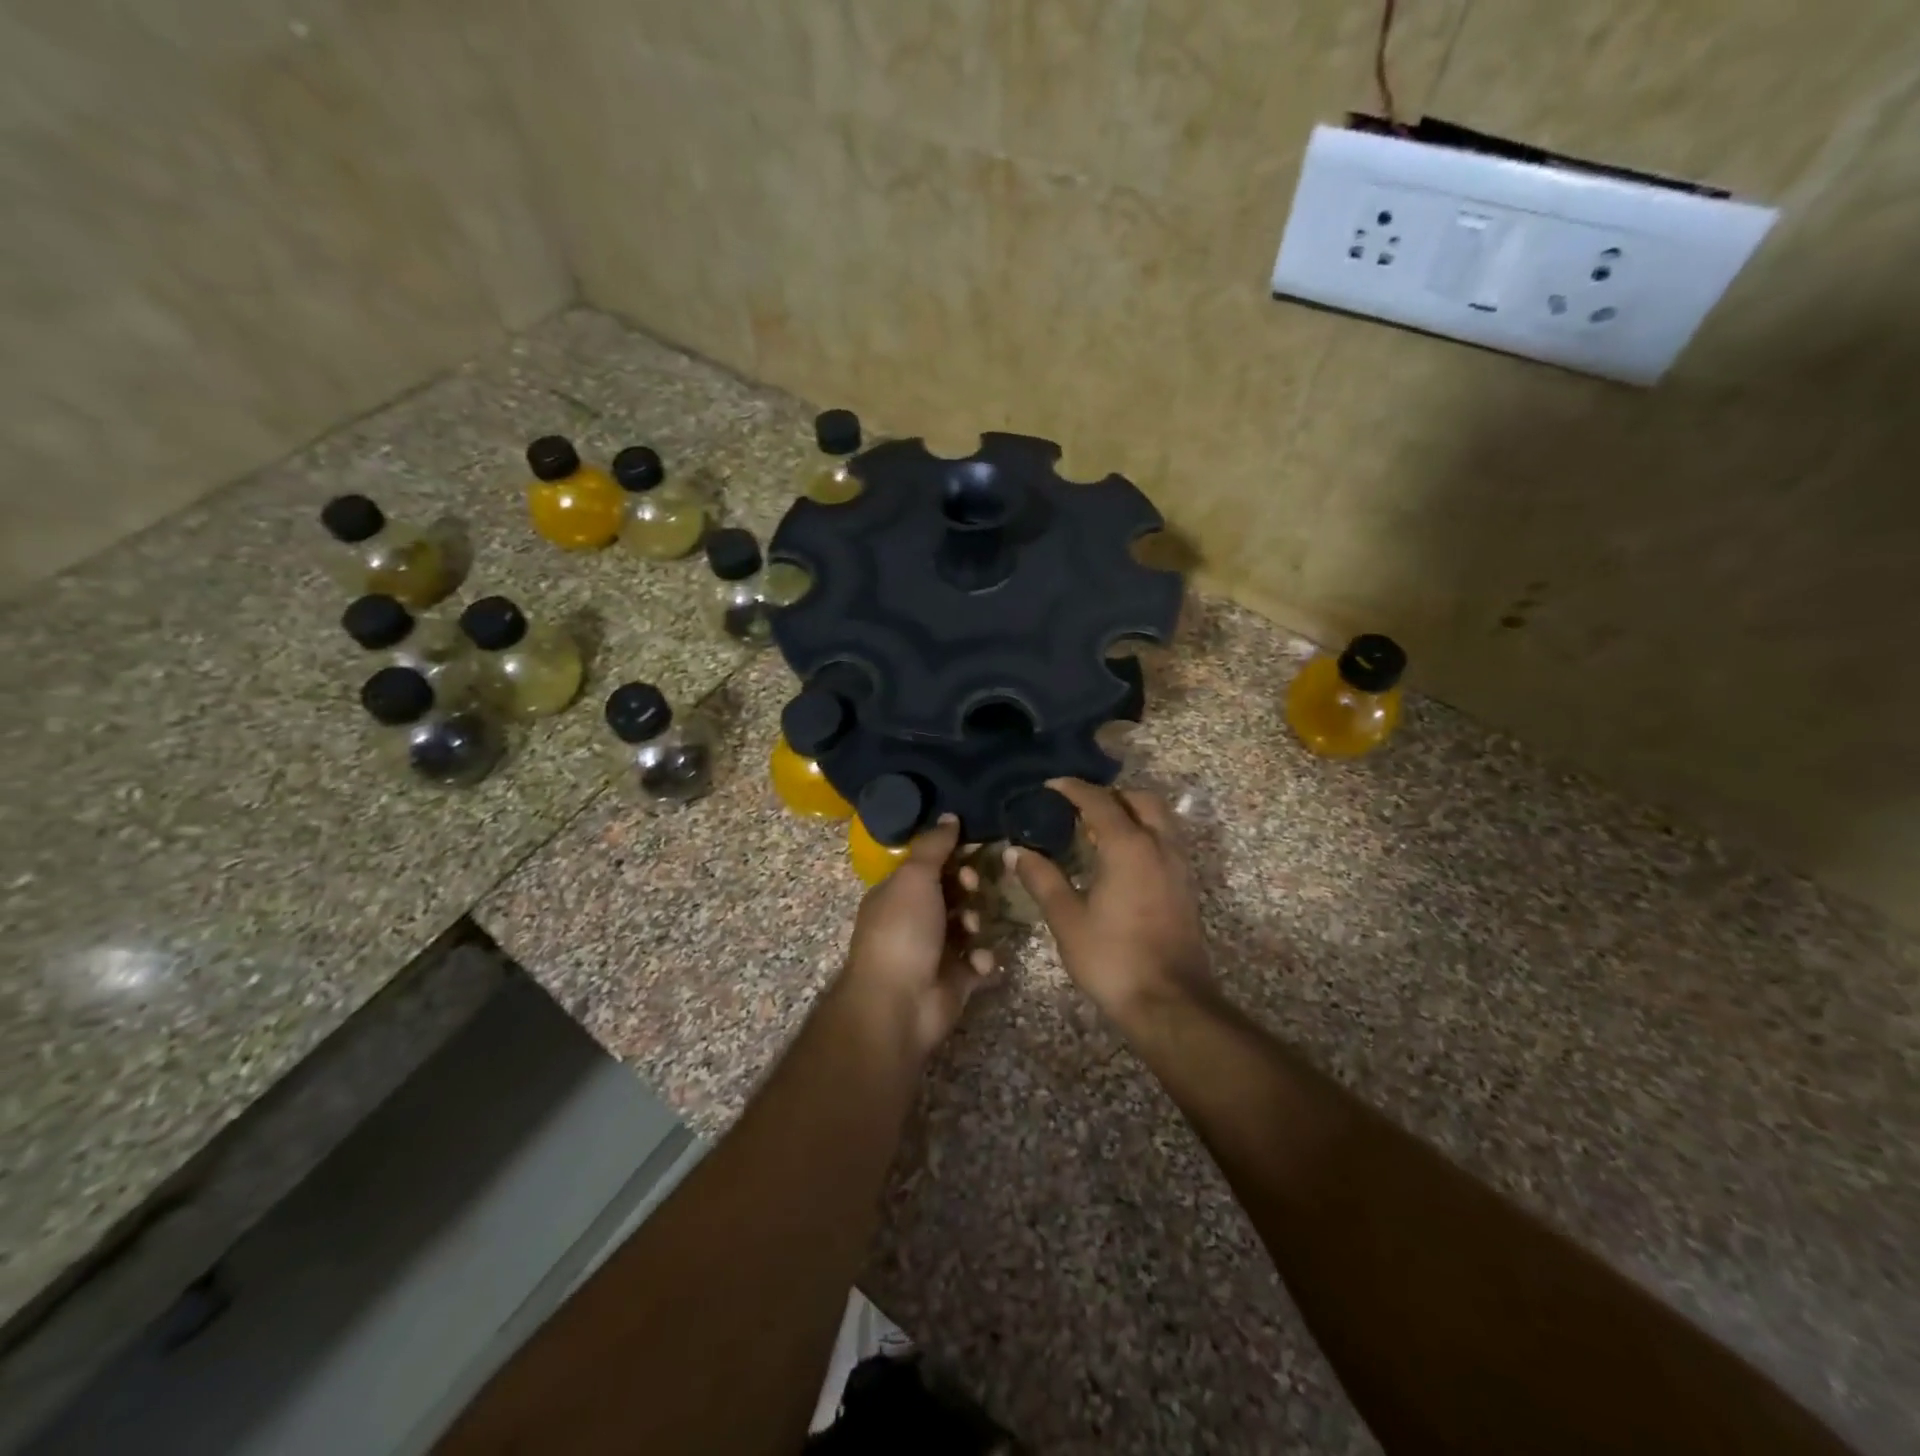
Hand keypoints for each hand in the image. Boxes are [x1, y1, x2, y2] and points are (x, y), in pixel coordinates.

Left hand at [842, 816, 995, 1059]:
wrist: (899, 1004)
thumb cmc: (902, 931)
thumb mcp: (914, 877)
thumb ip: (934, 846)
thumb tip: (950, 815)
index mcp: (897, 893)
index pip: (929, 865)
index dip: (951, 856)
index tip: (971, 850)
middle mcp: (915, 919)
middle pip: (953, 893)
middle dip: (968, 888)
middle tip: (972, 888)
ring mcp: (936, 951)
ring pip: (969, 925)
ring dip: (976, 922)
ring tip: (972, 930)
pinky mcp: (956, 980)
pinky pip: (979, 960)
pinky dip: (982, 959)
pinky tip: (978, 962)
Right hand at [1010, 779, 1213, 1023]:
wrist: (1170, 1003)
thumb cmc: (1113, 958)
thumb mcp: (1067, 919)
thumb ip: (1042, 879)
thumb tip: (1016, 852)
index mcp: (1128, 846)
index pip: (1099, 801)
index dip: (1073, 789)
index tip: (1050, 786)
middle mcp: (1159, 846)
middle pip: (1140, 799)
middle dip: (1110, 795)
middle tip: (1079, 807)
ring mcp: (1178, 866)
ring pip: (1159, 819)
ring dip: (1131, 813)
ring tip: (1098, 830)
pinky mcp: (1186, 887)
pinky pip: (1165, 841)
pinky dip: (1144, 834)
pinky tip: (1120, 860)